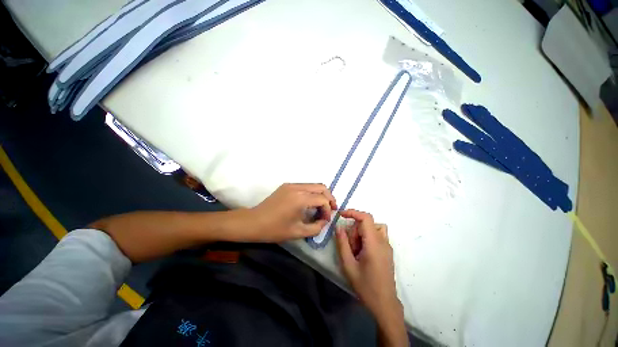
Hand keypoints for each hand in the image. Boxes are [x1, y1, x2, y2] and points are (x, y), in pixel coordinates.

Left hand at [247, 183, 336, 241]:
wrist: (253, 222)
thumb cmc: (274, 229)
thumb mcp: (298, 232)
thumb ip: (316, 227)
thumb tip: (324, 221)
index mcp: (300, 198)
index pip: (323, 199)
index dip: (328, 209)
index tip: (325, 219)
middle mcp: (297, 187)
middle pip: (321, 187)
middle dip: (329, 198)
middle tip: (330, 209)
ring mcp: (291, 185)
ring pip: (313, 185)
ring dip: (320, 195)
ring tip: (320, 207)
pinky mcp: (287, 186)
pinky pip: (305, 186)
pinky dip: (311, 193)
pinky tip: (309, 203)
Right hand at [335, 210, 406, 345]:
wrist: (384, 304)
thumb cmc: (366, 286)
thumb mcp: (348, 265)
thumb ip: (342, 244)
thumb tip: (339, 227)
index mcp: (374, 244)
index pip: (366, 218)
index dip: (353, 212)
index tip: (341, 215)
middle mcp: (383, 241)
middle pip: (367, 224)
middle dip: (355, 231)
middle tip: (350, 248)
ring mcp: (387, 246)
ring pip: (373, 228)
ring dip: (361, 233)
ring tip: (357, 250)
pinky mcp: (387, 250)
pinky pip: (377, 235)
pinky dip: (367, 237)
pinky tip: (363, 252)